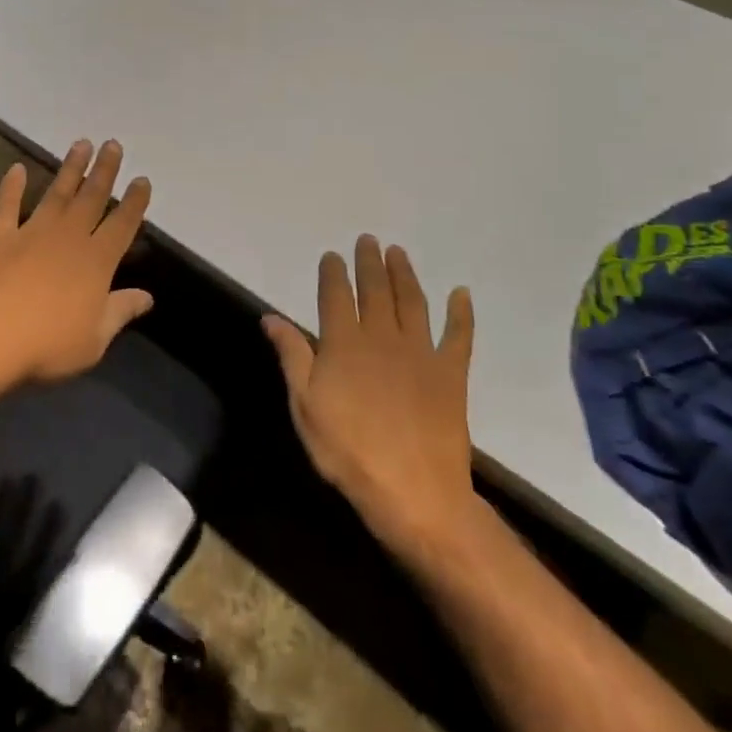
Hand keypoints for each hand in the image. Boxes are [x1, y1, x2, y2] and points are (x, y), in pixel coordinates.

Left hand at [0, 139, 153, 387]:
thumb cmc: (45, 347)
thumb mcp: (93, 340)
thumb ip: (120, 312)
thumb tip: (147, 296)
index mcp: (97, 262)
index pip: (123, 225)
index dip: (134, 202)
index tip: (141, 179)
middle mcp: (68, 238)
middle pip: (92, 198)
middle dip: (105, 171)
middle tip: (113, 145)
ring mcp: (31, 233)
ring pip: (57, 193)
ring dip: (70, 169)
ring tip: (81, 144)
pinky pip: (7, 206)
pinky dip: (11, 187)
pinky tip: (16, 169)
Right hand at [262, 236, 479, 549]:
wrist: (413, 491)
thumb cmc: (348, 451)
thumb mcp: (305, 406)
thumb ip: (292, 356)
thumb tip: (270, 316)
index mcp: (344, 343)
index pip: (335, 296)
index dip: (333, 273)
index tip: (332, 256)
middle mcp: (382, 337)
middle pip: (375, 290)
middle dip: (370, 262)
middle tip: (369, 240)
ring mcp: (420, 352)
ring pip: (412, 302)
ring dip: (405, 274)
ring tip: (399, 252)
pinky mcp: (451, 373)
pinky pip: (459, 336)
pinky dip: (461, 313)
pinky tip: (461, 293)